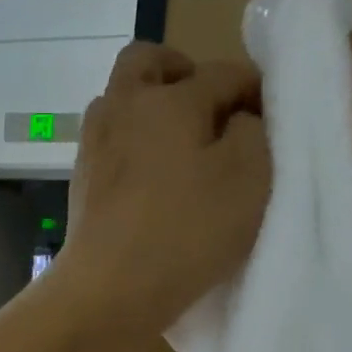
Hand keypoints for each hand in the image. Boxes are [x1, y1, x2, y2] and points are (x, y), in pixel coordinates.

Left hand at [60, 42, 268, 337]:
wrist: (109, 289)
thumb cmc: (186, 232)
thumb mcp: (250, 178)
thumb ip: (254, 132)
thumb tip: (237, 118)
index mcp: (168, 99)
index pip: (222, 72)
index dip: (254, 89)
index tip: (271, 116)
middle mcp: (122, 108)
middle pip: (148, 62)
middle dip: (182, 73)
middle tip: (208, 110)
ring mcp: (94, 145)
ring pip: (121, 101)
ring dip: (150, 110)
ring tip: (181, 149)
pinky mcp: (80, 181)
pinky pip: (110, 143)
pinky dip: (132, 146)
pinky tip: (152, 181)